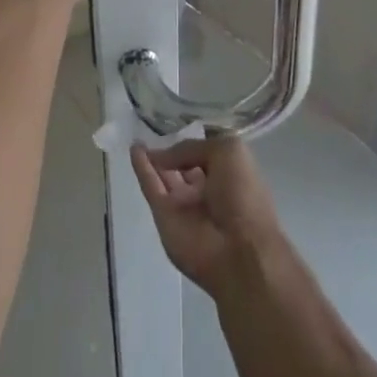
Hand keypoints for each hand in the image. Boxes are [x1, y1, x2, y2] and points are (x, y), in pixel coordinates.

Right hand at [132, 135, 284, 298]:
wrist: (239, 253)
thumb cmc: (242, 194)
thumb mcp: (227, 152)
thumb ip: (192, 148)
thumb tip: (164, 154)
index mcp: (227, 175)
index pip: (204, 153)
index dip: (192, 140)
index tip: (178, 123)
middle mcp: (205, 189)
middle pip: (182, 166)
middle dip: (169, 151)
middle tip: (150, 129)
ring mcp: (183, 205)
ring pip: (164, 176)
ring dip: (152, 158)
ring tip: (137, 137)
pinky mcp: (164, 217)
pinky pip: (151, 187)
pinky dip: (142, 169)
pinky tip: (134, 149)